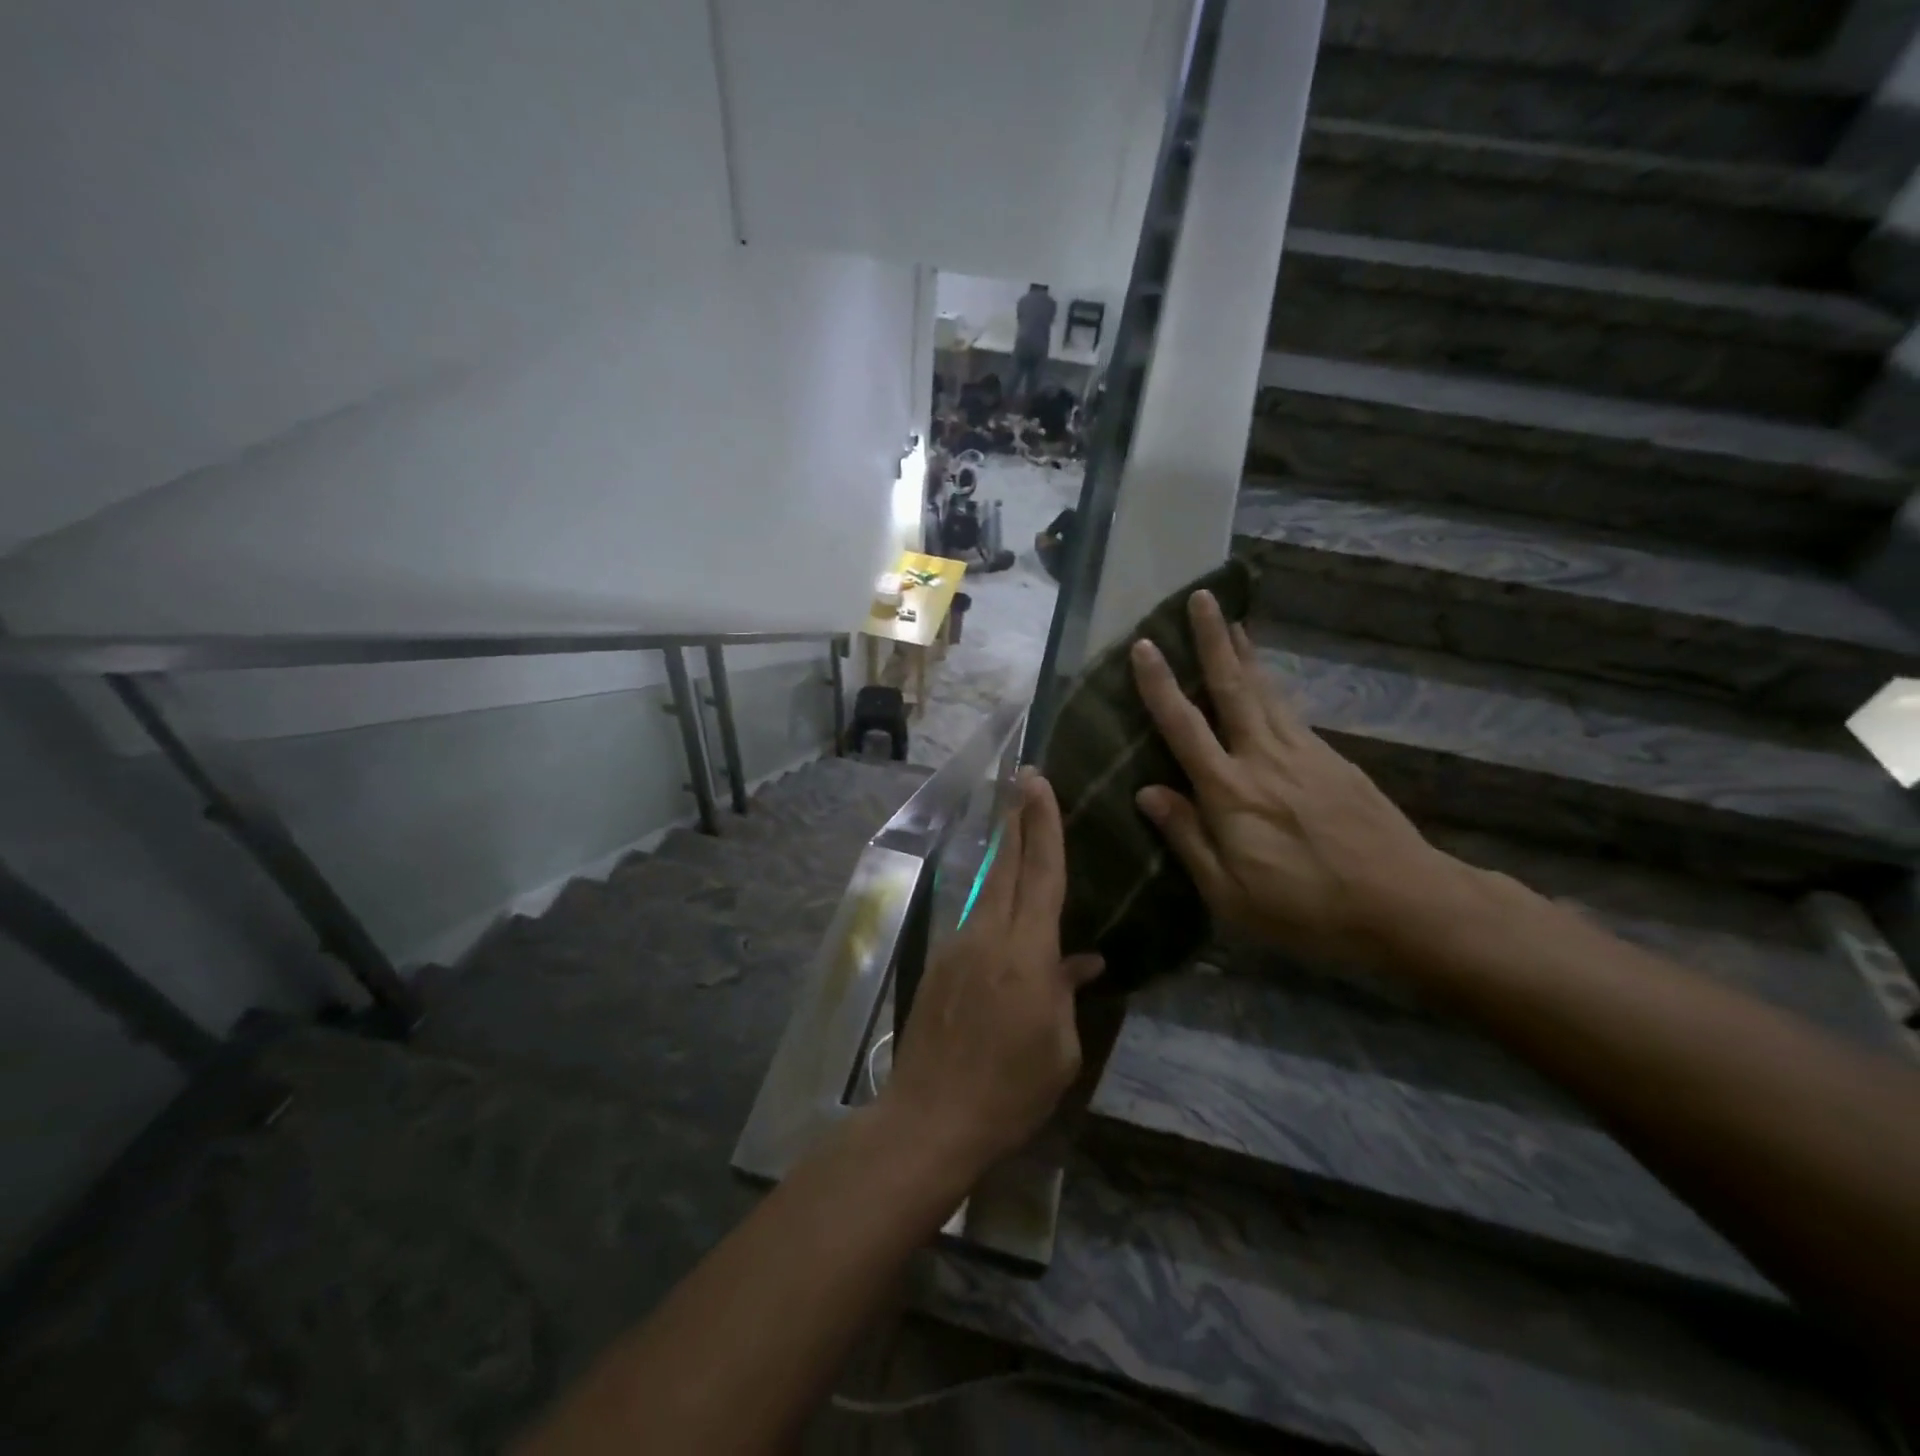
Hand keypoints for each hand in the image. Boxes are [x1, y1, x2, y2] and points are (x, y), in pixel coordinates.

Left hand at [881, 771, 1103, 1177]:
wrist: (929, 1117)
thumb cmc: (1009, 1091)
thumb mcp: (1058, 1050)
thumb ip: (1067, 994)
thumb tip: (1083, 961)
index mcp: (1027, 954)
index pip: (1042, 874)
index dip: (1044, 825)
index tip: (1039, 782)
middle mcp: (988, 936)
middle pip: (1008, 865)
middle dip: (1017, 818)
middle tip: (1023, 778)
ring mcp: (957, 946)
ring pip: (988, 888)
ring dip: (1005, 855)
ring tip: (1017, 828)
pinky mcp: (938, 963)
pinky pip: (974, 920)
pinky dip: (993, 901)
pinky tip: (1004, 909)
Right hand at [1129, 590, 1466, 965]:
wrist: (1406, 903)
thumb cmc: (1306, 908)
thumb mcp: (1229, 893)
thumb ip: (1186, 837)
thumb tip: (1145, 791)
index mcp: (1230, 791)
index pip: (1184, 726)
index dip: (1160, 684)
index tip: (1144, 644)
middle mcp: (1263, 757)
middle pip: (1232, 687)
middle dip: (1213, 640)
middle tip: (1201, 598)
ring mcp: (1303, 753)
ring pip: (1265, 691)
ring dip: (1244, 652)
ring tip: (1233, 620)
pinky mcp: (1333, 759)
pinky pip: (1291, 710)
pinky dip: (1272, 686)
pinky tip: (1266, 681)